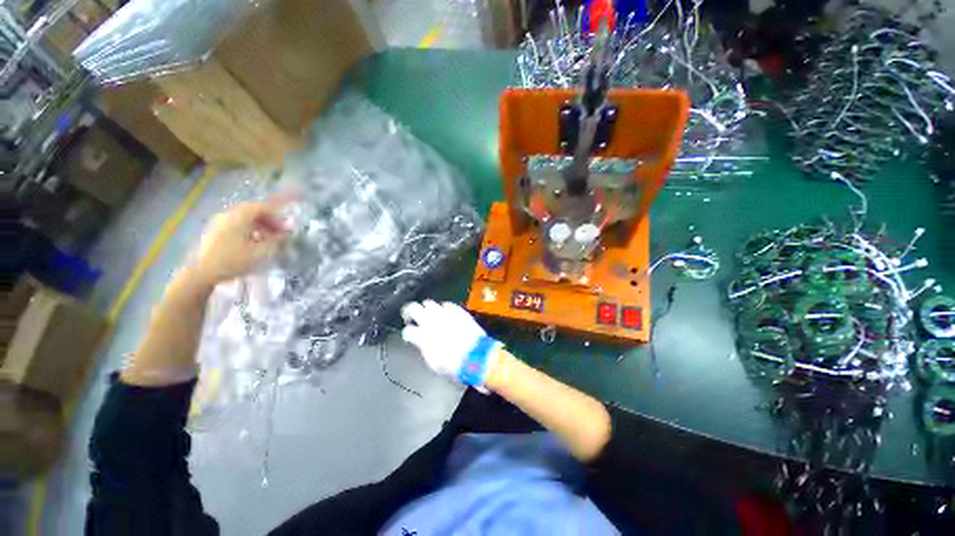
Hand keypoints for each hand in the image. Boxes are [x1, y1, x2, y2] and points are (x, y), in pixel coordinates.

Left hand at [193, 192, 294, 286]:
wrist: (201, 272)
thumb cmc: (233, 260)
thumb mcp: (260, 252)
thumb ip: (276, 241)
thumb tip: (287, 234)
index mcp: (239, 217)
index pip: (262, 207)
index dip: (277, 216)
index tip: (287, 227)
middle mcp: (228, 214)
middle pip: (252, 211)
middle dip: (269, 220)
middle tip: (279, 233)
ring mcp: (219, 222)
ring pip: (244, 217)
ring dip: (259, 225)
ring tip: (267, 239)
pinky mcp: (214, 230)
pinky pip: (235, 223)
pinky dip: (248, 229)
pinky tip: (252, 242)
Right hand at [401, 300, 499, 390]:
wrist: (477, 356)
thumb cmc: (454, 365)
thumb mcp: (433, 362)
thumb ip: (423, 347)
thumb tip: (420, 341)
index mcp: (423, 335)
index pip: (408, 330)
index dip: (408, 334)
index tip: (410, 336)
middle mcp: (431, 321)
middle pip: (413, 308)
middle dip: (410, 312)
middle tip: (412, 317)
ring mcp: (445, 313)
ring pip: (429, 302)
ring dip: (427, 309)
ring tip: (429, 314)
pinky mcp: (458, 310)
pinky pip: (447, 304)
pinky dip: (443, 308)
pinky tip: (446, 314)